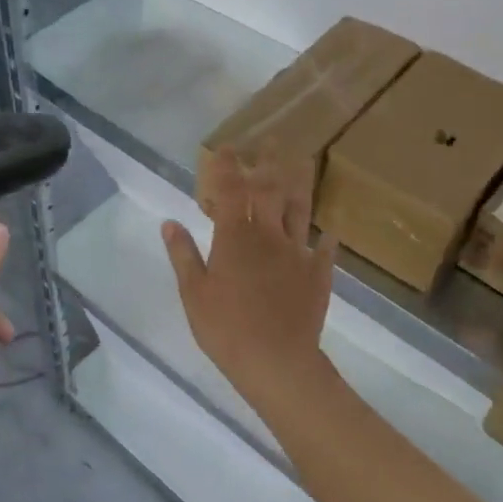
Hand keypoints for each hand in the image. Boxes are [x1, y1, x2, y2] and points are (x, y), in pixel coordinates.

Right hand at [161, 149, 337, 409]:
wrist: (277, 361)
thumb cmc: (225, 329)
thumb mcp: (193, 293)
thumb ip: (183, 254)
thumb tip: (169, 222)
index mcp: (234, 238)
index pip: (229, 192)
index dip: (227, 167)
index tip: (226, 147)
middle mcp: (267, 236)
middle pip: (268, 191)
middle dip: (267, 163)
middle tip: (272, 140)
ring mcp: (296, 253)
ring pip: (299, 210)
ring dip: (300, 183)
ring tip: (303, 161)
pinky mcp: (318, 275)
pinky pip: (325, 250)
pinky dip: (328, 237)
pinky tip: (333, 228)